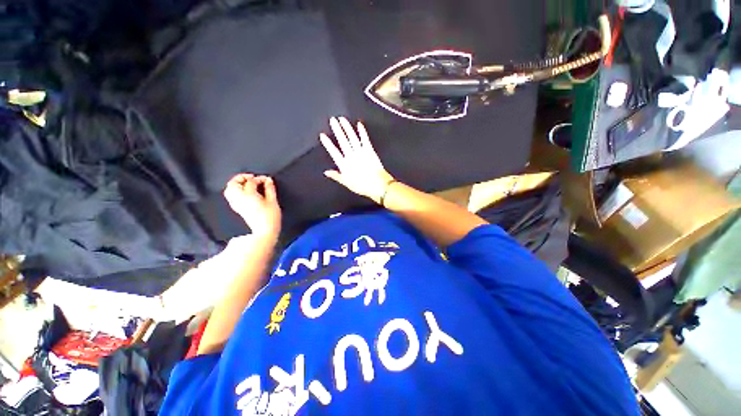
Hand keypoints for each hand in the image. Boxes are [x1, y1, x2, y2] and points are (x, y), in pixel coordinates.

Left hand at [223, 174, 280, 241]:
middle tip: (251, 177)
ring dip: (236, 184)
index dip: (259, 178)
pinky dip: (234, 191)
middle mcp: (240, 199)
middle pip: (233, 183)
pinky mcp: (237, 209)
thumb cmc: (270, 218)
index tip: (266, 179)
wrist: (264, 231)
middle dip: (241, 178)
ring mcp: (237, 204)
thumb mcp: (273, 201)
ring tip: (245, 183)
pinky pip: (231, 196)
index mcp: (249, 195)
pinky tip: (242, 192)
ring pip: (229, 190)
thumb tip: (268, 180)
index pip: (251, 182)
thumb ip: (270, 189)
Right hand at [320, 117, 393, 202]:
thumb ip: (336, 176)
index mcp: (344, 164)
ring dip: (347, 128)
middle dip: (337, 130)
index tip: (322, 135)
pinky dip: (362, 131)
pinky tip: (359, 124)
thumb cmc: (362, 186)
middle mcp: (351, 156)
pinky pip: (365, 139)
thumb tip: (326, 172)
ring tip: (342, 119)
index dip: (327, 143)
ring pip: (352, 137)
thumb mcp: (347, 183)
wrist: (378, 185)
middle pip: (343, 141)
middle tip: (332, 120)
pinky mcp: (370, 150)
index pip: (333, 152)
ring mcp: (361, 152)